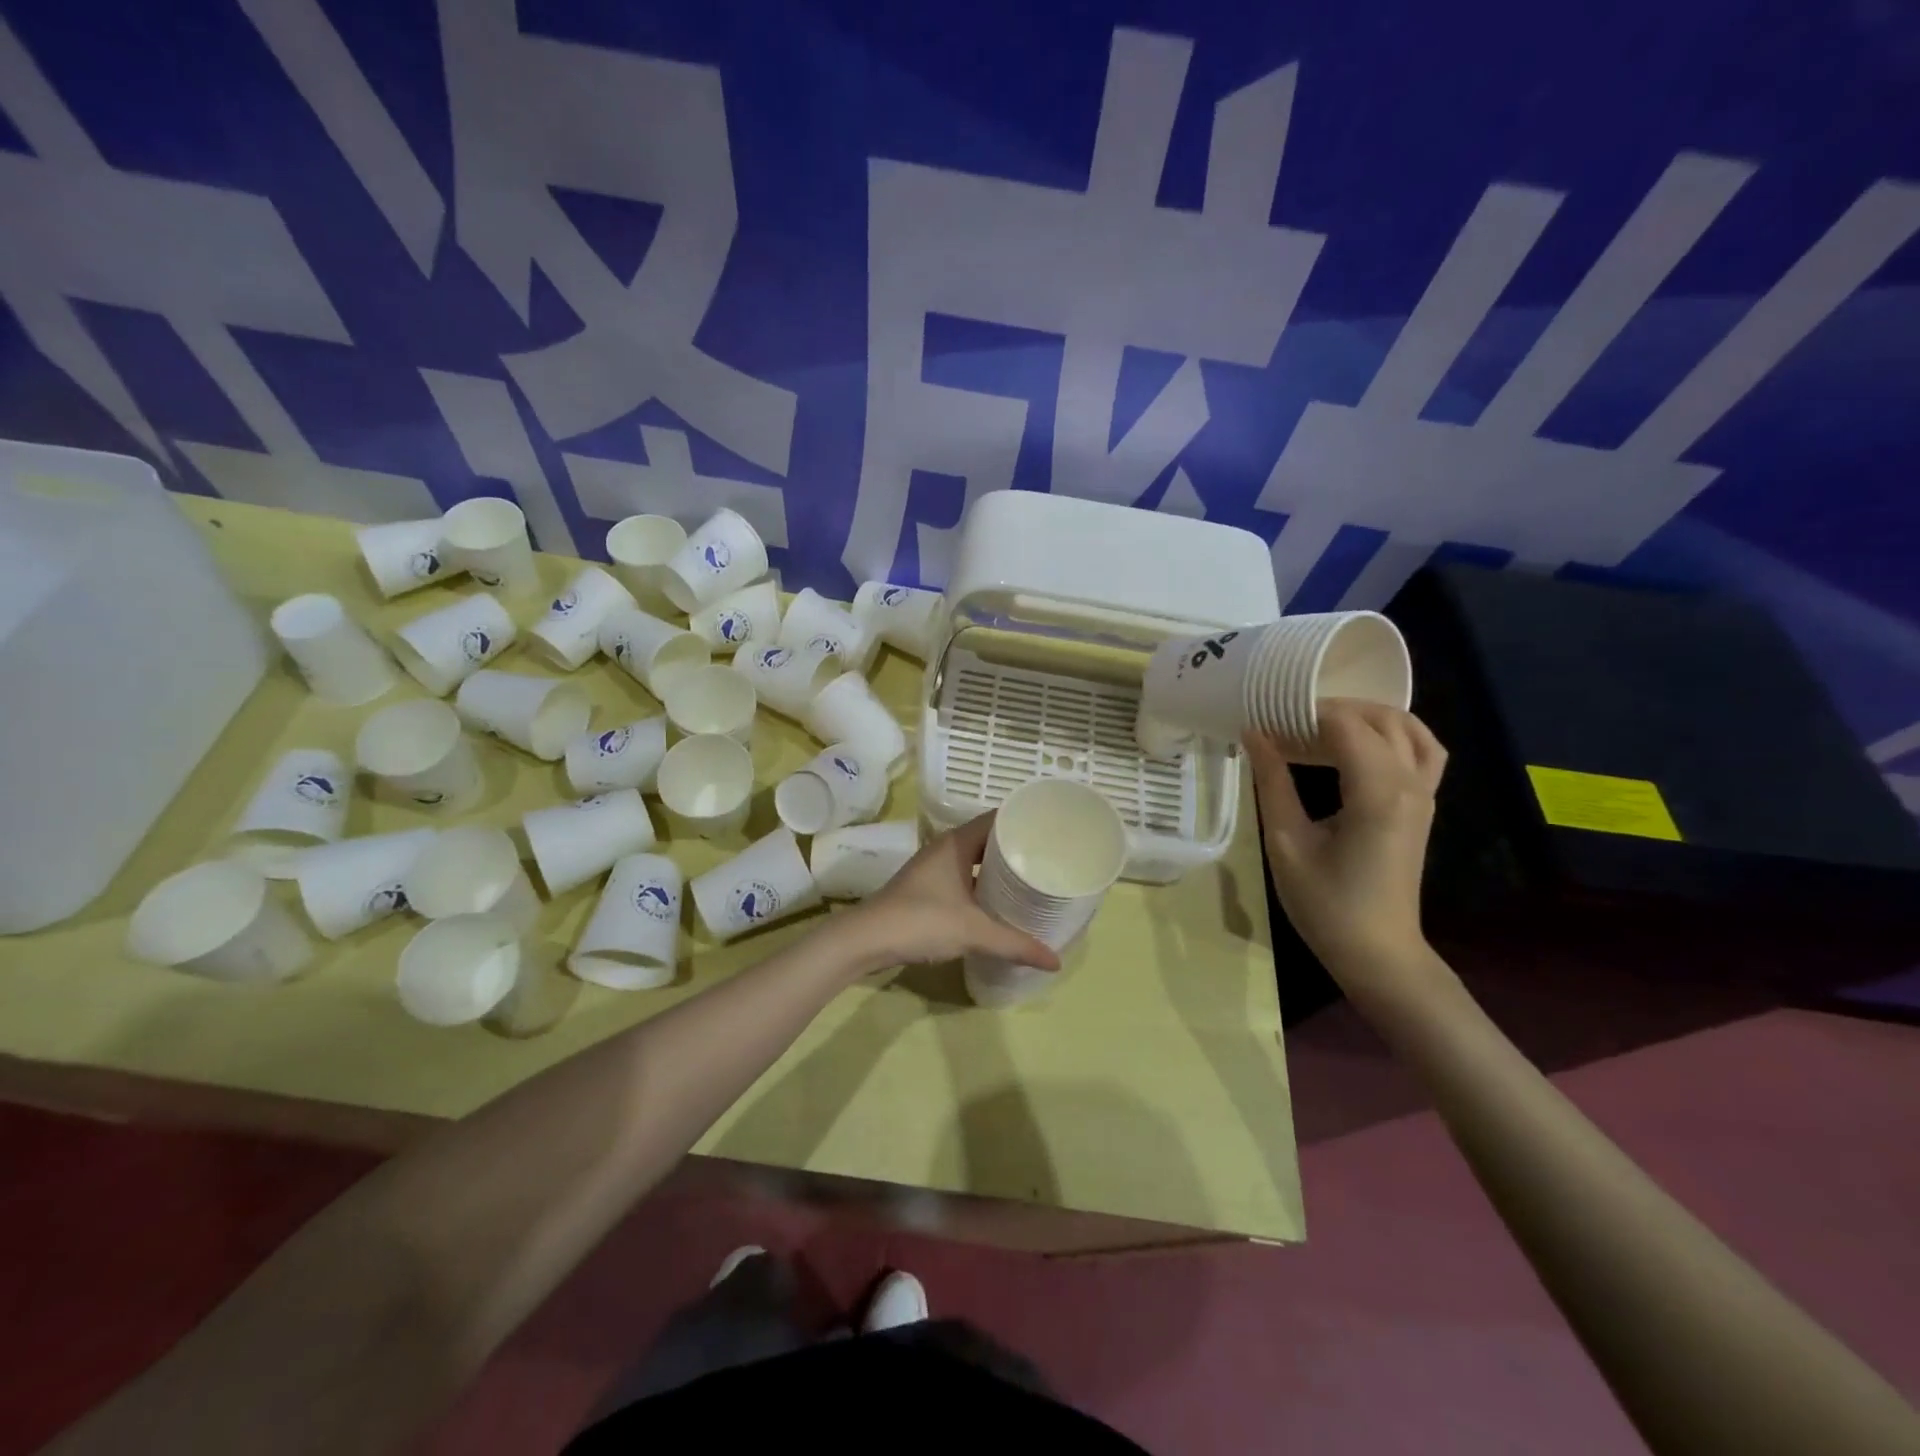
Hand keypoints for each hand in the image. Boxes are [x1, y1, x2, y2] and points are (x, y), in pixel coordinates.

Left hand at [848, 814, 1061, 971]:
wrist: (866, 940)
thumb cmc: (921, 921)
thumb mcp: (974, 933)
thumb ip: (1016, 945)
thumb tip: (1056, 962)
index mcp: (957, 843)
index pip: (999, 818)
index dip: (1025, 821)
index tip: (1054, 830)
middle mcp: (946, 848)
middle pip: (989, 839)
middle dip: (1017, 849)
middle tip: (1050, 860)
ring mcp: (934, 868)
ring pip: (975, 860)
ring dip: (999, 869)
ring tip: (1032, 881)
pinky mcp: (927, 888)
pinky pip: (965, 878)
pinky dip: (983, 885)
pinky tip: (999, 904)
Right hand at [1245, 701, 1446, 983]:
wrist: (1376, 951)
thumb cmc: (1325, 902)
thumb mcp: (1286, 841)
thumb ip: (1273, 782)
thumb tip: (1255, 734)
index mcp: (1377, 792)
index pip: (1345, 726)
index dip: (1305, 713)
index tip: (1267, 716)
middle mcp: (1409, 784)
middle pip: (1380, 718)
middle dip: (1333, 709)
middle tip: (1287, 720)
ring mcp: (1423, 795)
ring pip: (1409, 729)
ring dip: (1367, 717)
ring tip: (1321, 726)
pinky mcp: (1422, 807)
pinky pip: (1421, 752)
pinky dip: (1392, 735)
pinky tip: (1356, 747)